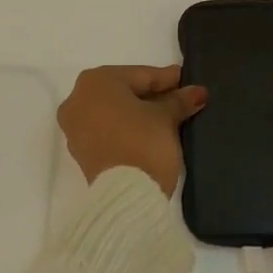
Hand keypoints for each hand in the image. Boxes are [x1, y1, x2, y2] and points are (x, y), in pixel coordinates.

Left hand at [58, 65, 207, 198]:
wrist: (125, 197)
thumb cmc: (143, 143)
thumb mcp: (166, 118)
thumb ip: (179, 101)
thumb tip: (197, 92)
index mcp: (96, 80)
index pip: (140, 75)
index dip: (166, 79)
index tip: (187, 80)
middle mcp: (78, 98)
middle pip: (123, 91)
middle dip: (152, 95)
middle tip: (179, 97)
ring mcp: (75, 126)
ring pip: (113, 111)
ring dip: (139, 112)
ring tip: (168, 116)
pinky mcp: (79, 151)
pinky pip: (106, 129)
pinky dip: (125, 128)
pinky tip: (148, 132)